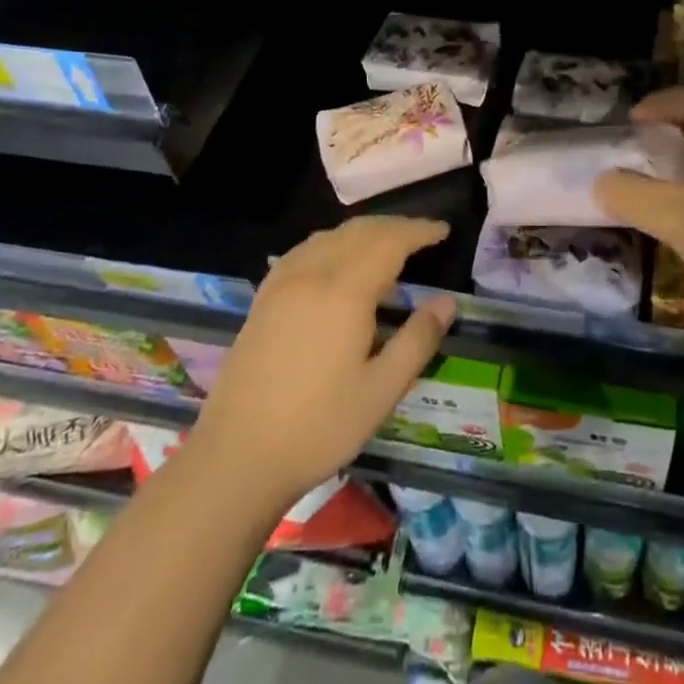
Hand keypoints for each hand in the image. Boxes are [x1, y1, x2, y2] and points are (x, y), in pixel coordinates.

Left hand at [189, 216, 454, 506]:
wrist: (236, 457)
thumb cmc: (318, 427)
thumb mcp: (381, 391)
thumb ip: (417, 340)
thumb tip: (447, 302)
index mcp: (345, 292)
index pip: (389, 242)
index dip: (419, 231)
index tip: (443, 230)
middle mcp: (312, 274)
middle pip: (359, 231)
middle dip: (394, 226)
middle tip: (423, 236)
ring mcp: (282, 283)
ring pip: (330, 236)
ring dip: (364, 232)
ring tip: (387, 245)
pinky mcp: (264, 298)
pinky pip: (305, 250)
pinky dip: (332, 242)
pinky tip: (337, 261)